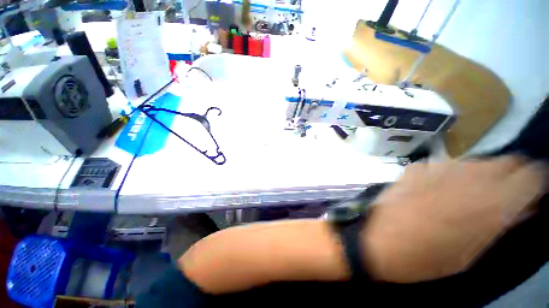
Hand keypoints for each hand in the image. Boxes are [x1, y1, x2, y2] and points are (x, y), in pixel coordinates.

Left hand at [363, 156, 546, 282]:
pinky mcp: (413, 168)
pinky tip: (433, 189)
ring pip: (474, 162)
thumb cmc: (429, 258)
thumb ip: (501, 223)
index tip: (530, 193)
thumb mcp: (474, 251)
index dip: (535, 182)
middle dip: (509, 176)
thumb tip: (523, 205)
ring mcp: (437, 167)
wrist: (380, 242)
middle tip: (500, 195)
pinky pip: (440, 166)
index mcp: (493, 201)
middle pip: (505, 162)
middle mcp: (469, 175)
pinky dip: (446, 175)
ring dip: (478, 175)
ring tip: (465, 194)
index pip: (532, 174)